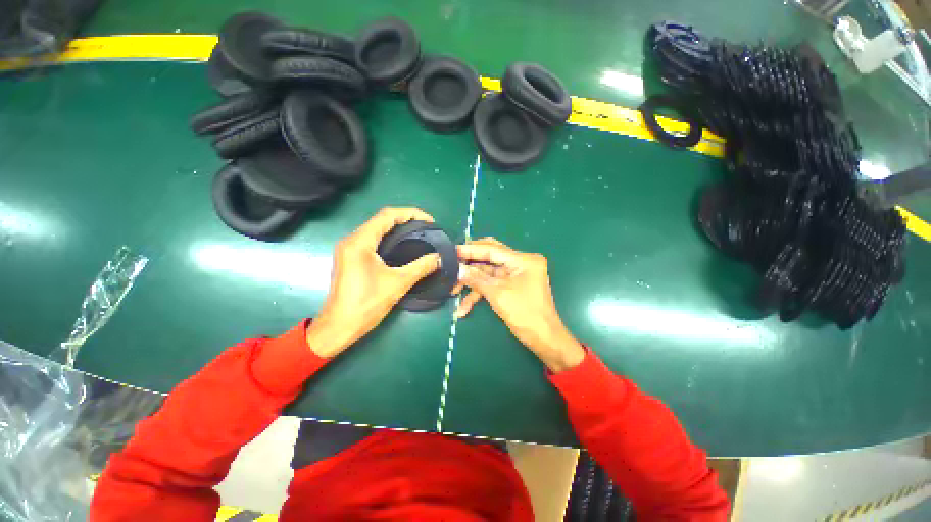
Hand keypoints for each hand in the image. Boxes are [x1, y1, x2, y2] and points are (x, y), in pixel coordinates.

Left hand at [305, 207, 440, 357]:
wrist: (339, 327)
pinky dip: (389, 238)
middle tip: (426, 228)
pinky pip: (372, 240)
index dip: (411, 213)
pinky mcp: (350, 258)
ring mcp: (349, 249)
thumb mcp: (398, 283)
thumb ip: (421, 267)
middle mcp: (352, 240)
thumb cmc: (366, 304)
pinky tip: (402, 246)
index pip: (387, 215)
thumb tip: (439, 257)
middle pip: (381, 220)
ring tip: (418, 234)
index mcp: (360, 242)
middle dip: (405, 219)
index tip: (429, 221)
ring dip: (397, 228)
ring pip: (376, 229)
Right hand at [454, 238, 584, 372]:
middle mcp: (520, 262)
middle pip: (489, 257)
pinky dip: (479, 293)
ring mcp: (516, 274)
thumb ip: (476, 279)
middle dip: (470, 264)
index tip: (451, 250)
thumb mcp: (498, 294)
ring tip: (453, 291)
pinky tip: (464, 308)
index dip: (470, 250)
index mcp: (523, 260)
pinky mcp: (512, 285)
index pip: (492, 249)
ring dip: (471, 283)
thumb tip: (457, 269)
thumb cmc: (525, 315)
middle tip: (451, 265)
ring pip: (488, 272)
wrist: (544, 339)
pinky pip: (492, 284)